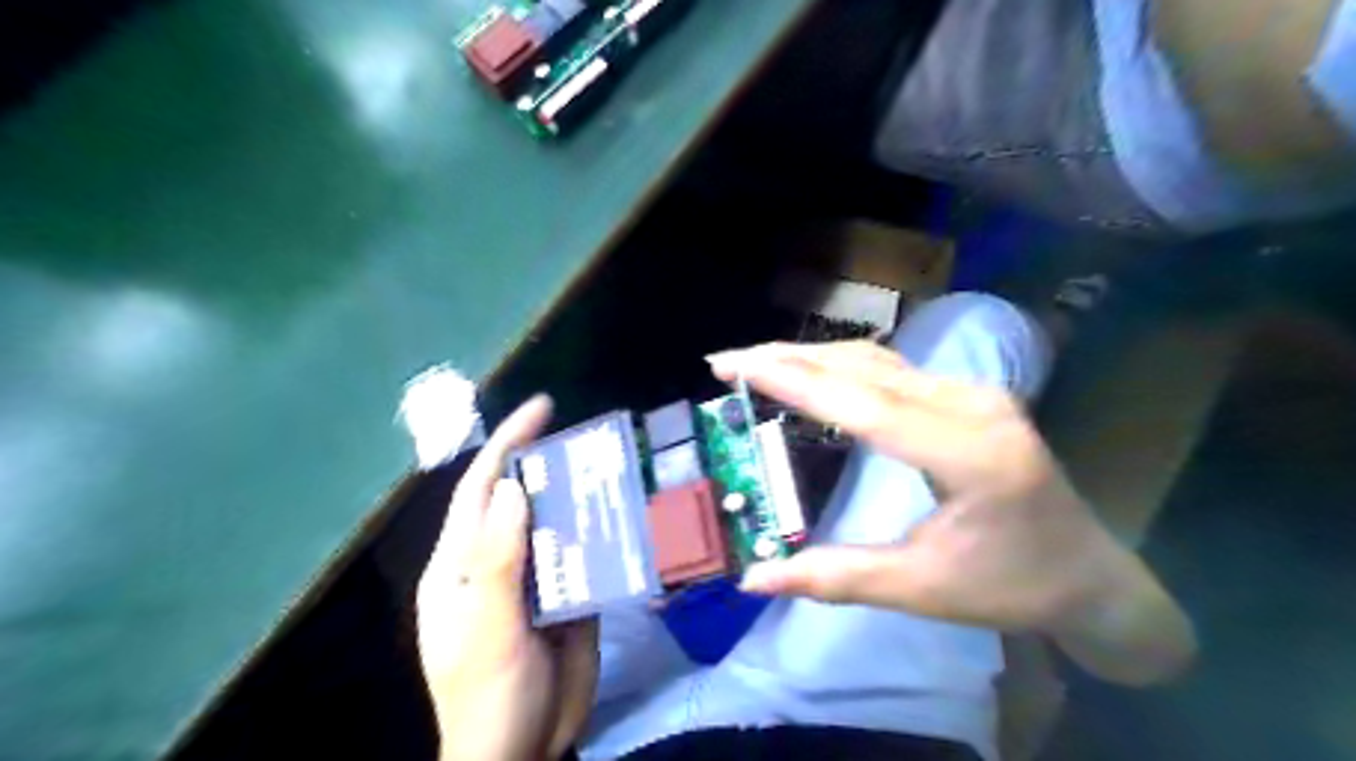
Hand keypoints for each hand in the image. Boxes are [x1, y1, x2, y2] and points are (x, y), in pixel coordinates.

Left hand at [415, 398, 594, 760]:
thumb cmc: (489, 694)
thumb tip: (514, 488)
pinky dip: (602, 534)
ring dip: (584, 498)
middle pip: (524, 498)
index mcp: (461, 563)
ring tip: (614, 473)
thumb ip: (498, 560)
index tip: (542, 408)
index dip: (507, 443)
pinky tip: (625, 520)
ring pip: (558, 523)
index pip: (482, 488)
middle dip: (552, 464)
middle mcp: (497, 560)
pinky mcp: (567, 594)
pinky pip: (585, 554)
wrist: (523, 751)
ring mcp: (534, 577)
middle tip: (593, 442)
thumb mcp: (488, 630)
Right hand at [704, 338, 1187, 683]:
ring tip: (755, 361)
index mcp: (970, 455)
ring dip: (811, 355)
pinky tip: (809, 370)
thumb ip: (834, 577)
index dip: (795, 382)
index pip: (865, 405)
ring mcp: (976, 393)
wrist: (1091, 575)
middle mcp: (974, 406)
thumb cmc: (1011, 587)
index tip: (737, 366)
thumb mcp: (920, 590)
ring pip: (878, 360)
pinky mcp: (970, 394)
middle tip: (726, 361)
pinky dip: (840, 366)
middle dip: (790, 358)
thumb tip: (753, 578)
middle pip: (867, 367)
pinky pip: (893, 369)